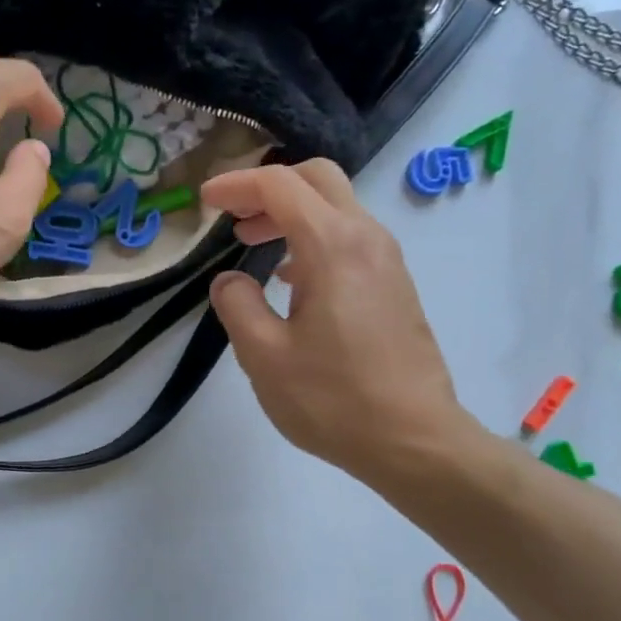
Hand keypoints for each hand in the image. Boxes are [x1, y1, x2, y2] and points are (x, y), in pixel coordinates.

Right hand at [201, 160, 480, 486]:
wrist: (414, 441)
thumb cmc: (333, 400)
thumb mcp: (264, 357)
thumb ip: (237, 306)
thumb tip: (230, 280)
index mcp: (333, 246)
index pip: (280, 187)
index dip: (237, 185)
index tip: (206, 202)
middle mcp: (367, 239)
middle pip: (317, 180)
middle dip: (269, 188)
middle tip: (234, 216)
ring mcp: (387, 262)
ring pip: (337, 208)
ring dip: (292, 214)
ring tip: (254, 245)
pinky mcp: (395, 286)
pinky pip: (350, 239)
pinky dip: (314, 238)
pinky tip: (291, 280)